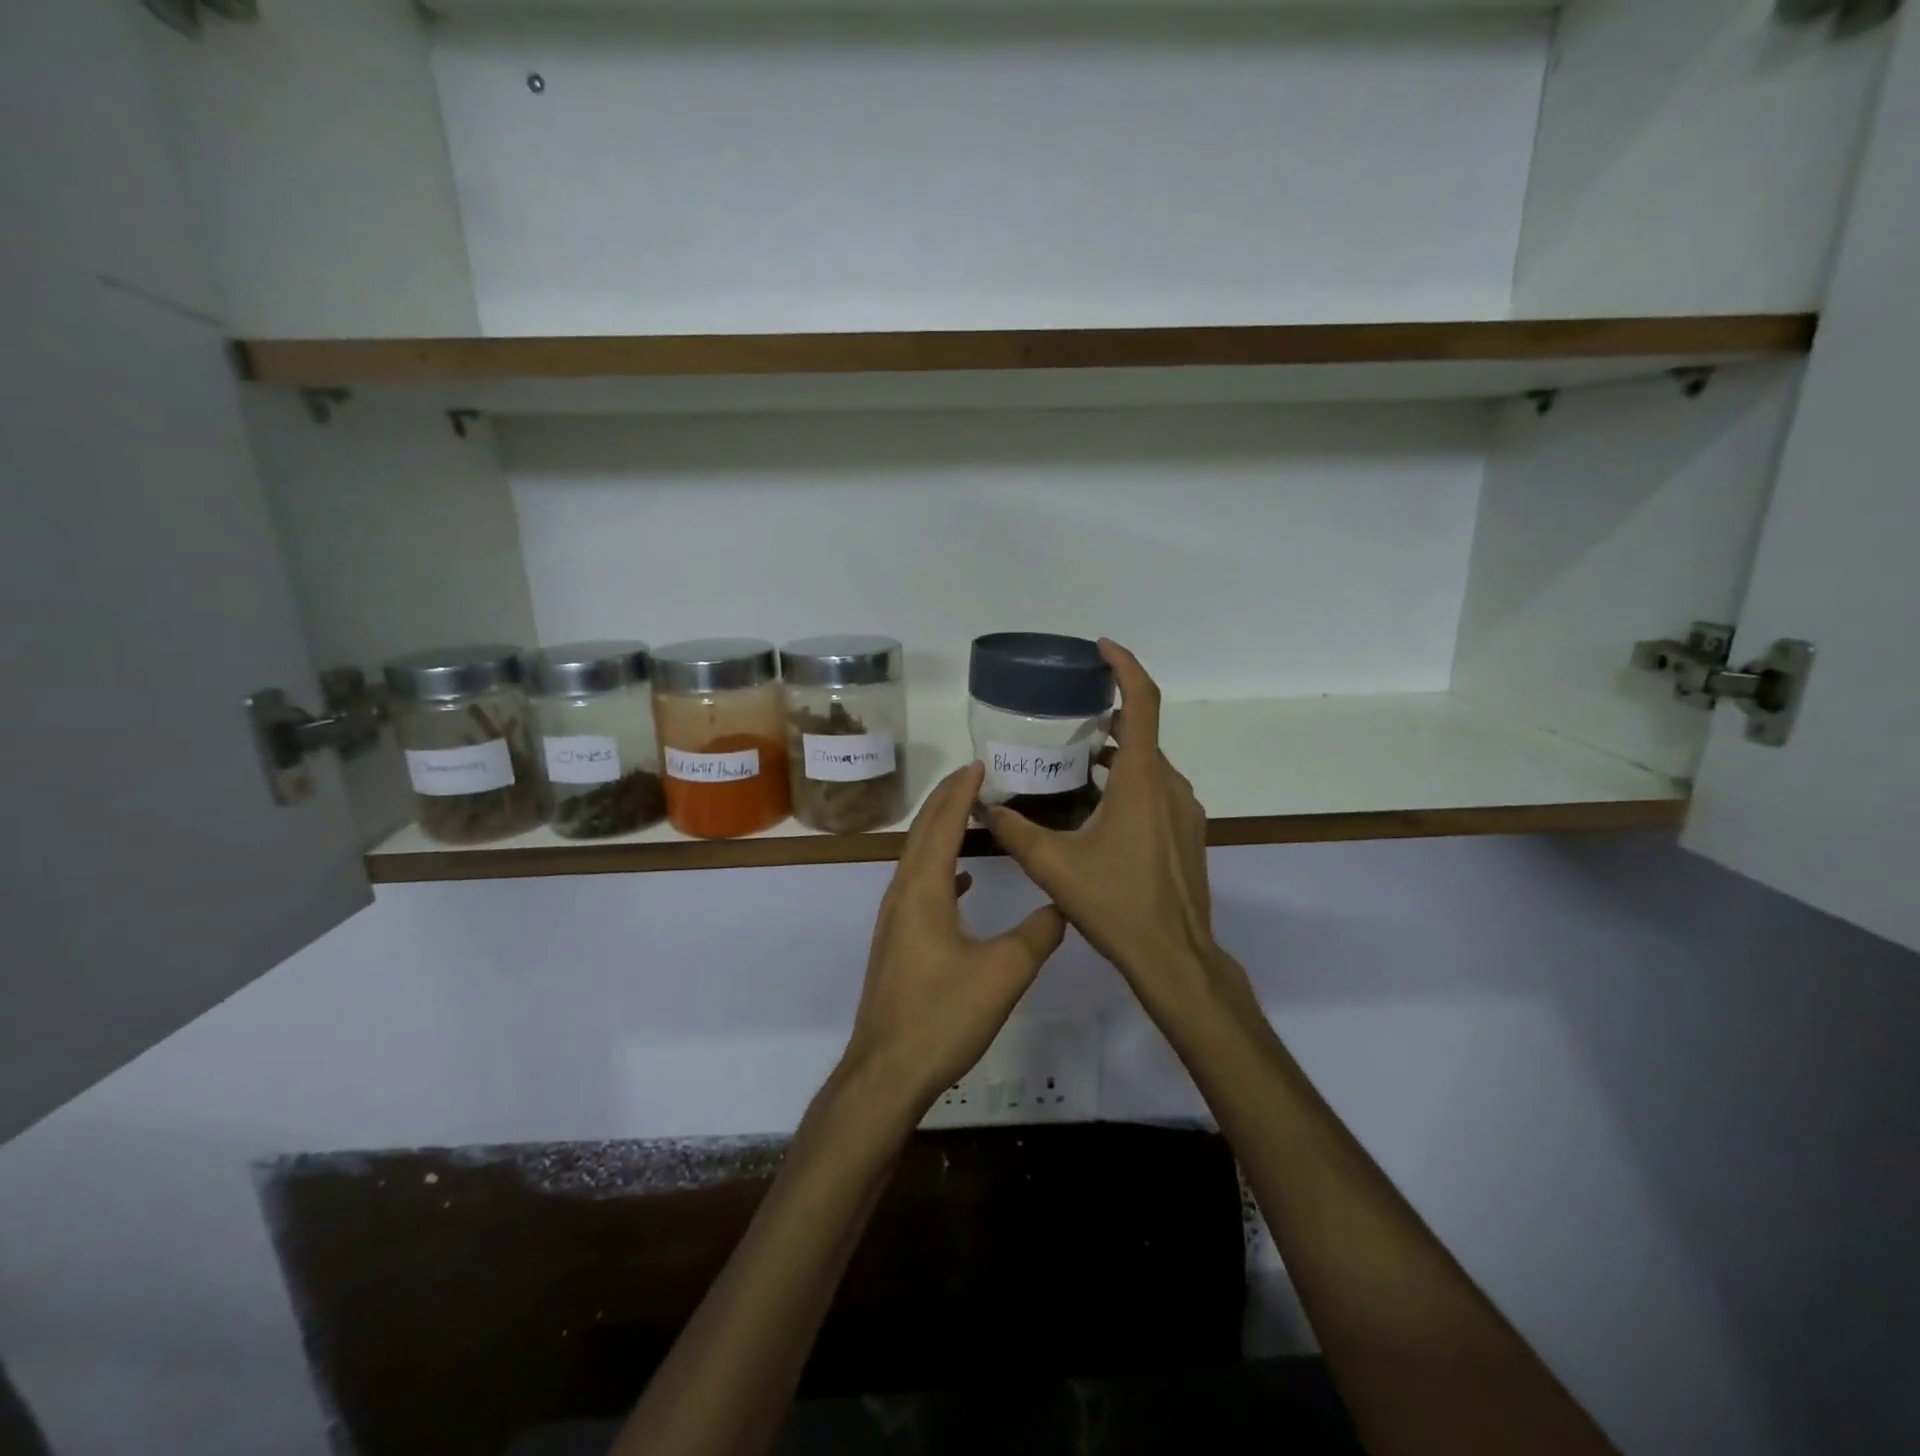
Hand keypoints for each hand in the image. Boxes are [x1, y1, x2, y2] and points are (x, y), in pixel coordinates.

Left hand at [838, 763, 1066, 1116]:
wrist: (887, 1072)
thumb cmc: (943, 1016)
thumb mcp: (1004, 972)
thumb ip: (1038, 933)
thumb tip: (1063, 904)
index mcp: (923, 889)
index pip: (942, 824)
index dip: (960, 792)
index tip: (977, 763)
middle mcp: (902, 894)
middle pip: (923, 833)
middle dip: (946, 800)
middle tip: (973, 775)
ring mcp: (894, 919)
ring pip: (918, 859)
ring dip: (941, 831)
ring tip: (968, 815)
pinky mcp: (897, 942)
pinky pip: (919, 888)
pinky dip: (940, 870)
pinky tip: (962, 882)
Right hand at [986, 641, 1255, 1033]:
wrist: (1175, 957)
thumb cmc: (1117, 904)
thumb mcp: (1054, 867)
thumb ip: (1016, 832)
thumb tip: (987, 809)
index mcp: (1140, 780)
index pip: (1142, 702)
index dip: (1125, 666)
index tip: (1101, 648)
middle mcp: (1168, 786)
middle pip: (1141, 733)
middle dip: (1107, 717)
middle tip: (1066, 719)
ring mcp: (1184, 811)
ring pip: (1148, 765)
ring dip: (1116, 755)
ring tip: (1075, 762)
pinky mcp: (1187, 834)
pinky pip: (1156, 791)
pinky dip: (1128, 783)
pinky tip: (1097, 810)